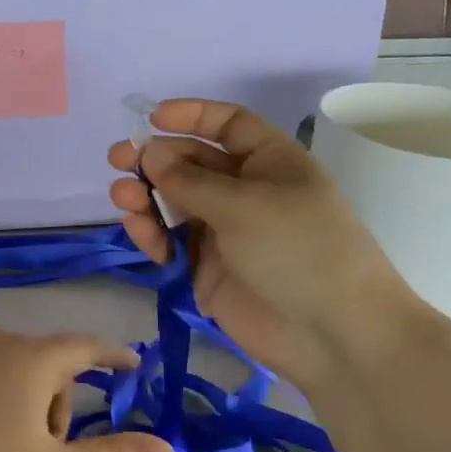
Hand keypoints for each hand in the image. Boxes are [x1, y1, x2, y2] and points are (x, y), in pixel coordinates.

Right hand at [109, 101, 450, 451]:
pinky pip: (173, 242)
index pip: (228, 125)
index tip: (151, 118)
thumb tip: (149, 152)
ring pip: (175, 204)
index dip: (191, 117)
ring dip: (146, 197)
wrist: (332, 335)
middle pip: (192, 163)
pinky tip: (144, 236)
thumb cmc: (299, 250)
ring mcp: (226, 233)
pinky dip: (154, 235)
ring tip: (124, 199)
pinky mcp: (208, 270)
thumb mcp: (245, 205)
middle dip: (155, 159)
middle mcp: (247, 192)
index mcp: (271, 163)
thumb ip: (190, 180)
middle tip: (118, 160)